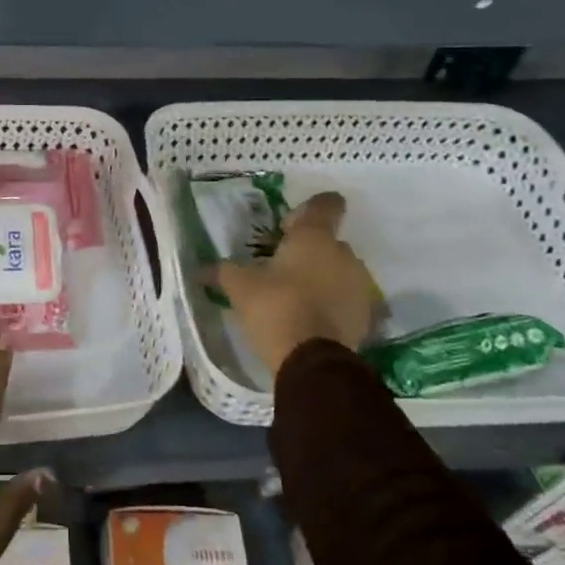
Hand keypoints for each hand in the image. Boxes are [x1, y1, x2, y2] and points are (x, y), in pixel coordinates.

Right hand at [203, 191, 381, 375]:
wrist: (313, 360)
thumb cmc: (275, 307)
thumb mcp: (239, 286)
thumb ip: (222, 271)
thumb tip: (199, 269)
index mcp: (314, 237)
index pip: (325, 204)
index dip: (309, 210)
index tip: (289, 225)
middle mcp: (343, 254)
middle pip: (329, 242)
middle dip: (308, 251)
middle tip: (281, 269)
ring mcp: (359, 285)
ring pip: (339, 271)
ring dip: (322, 278)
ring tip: (296, 297)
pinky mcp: (366, 315)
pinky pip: (346, 299)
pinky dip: (332, 304)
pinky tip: (310, 319)